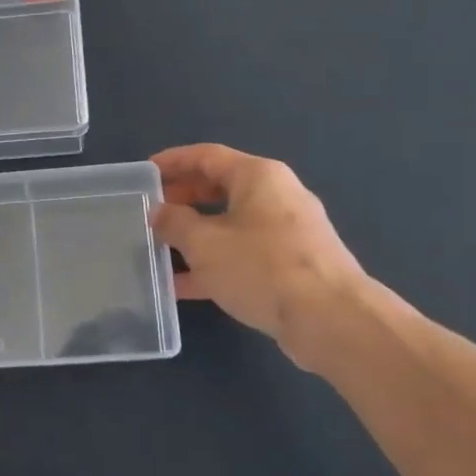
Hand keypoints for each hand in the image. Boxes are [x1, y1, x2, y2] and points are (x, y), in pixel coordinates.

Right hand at [150, 144, 370, 373]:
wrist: (330, 319)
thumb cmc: (261, 267)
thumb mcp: (204, 243)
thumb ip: (174, 223)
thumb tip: (160, 212)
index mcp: (258, 176)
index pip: (206, 156)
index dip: (172, 161)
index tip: (145, 173)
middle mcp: (277, 196)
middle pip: (220, 188)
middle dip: (183, 199)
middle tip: (152, 211)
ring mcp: (288, 232)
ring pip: (230, 224)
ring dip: (195, 235)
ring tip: (160, 248)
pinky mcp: (292, 265)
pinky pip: (244, 254)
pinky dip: (215, 263)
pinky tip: (184, 286)